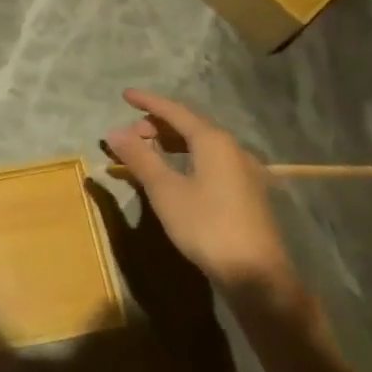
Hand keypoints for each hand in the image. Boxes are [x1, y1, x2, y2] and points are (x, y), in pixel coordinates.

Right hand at [102, 89, 297, 303]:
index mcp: (213, 141)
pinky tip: (178, 174)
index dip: (148, 102)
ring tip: (149, 151)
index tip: (125, 95)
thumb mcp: (165, 191)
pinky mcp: (248, 193)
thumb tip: (114, 132)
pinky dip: (188, 158)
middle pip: (191, 126)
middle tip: (132, 135)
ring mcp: (245, 172)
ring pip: (203, 145)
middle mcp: (233, 149)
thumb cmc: (207, 226)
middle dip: (158, 125)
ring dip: (173, 143)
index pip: (175, 111)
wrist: (257, 276)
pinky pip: (212, 162)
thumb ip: (140, 158)